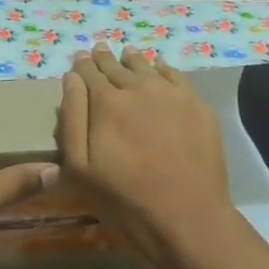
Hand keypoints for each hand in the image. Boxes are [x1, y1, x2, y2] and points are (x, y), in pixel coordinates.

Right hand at [58, 44, 235, 265]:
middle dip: (105, 59)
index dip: (82, 65)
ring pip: (147, 67)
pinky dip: (163, 69)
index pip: (88, 73)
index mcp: (106, 103)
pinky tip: (159, 68)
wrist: (187, 217)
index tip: (79, 58)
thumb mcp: (80, 168)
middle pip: (117, 66)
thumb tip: (70, 78)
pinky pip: (176, 77)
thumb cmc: (125, 200)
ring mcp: (172, 95)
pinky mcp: (198, 107)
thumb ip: (72, 119)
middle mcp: (139, 88)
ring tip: (126, 54)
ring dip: (133, 60)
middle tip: (99, 51)